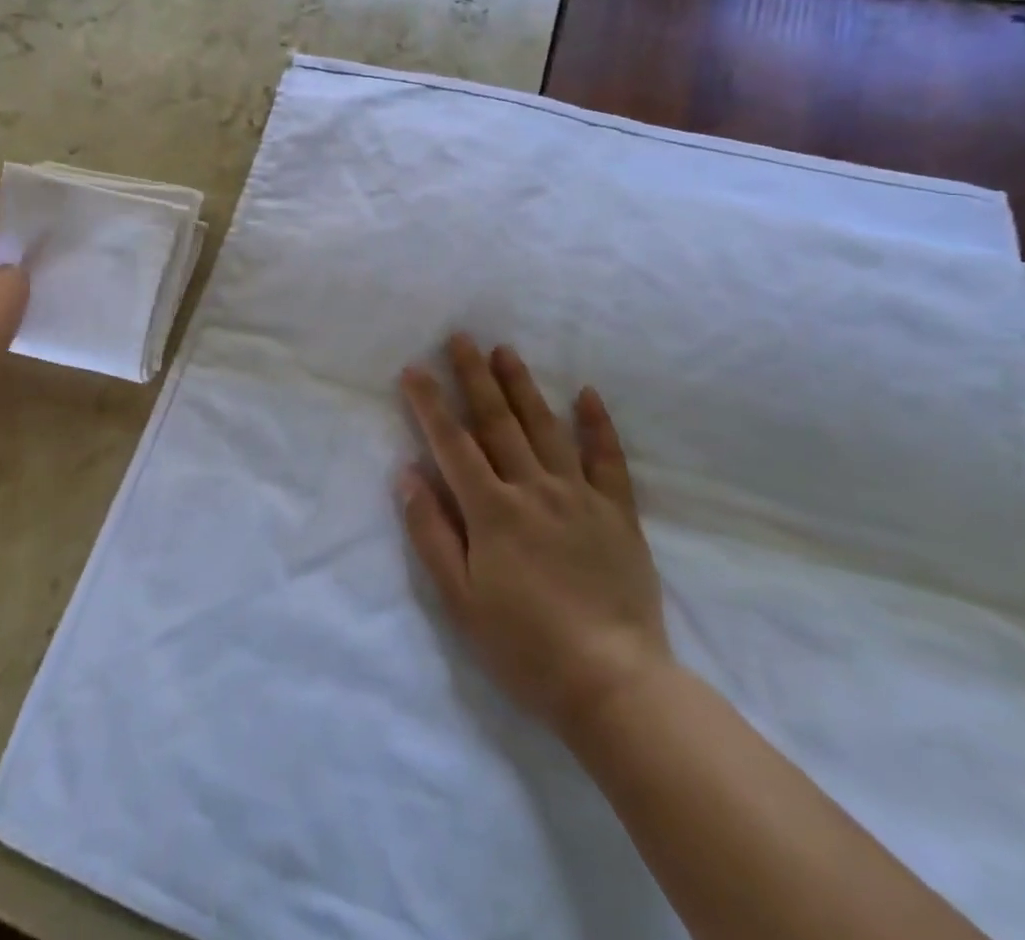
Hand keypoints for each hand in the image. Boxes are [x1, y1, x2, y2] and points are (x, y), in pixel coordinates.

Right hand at [397, 335, 672, 749]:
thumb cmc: (524, 646)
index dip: (430, 404)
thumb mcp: (460, 599)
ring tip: (506, 351)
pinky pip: (608, 459)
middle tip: (461, 338)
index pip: (452, 444)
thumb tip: (407, 474)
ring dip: (523, 386)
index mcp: (492, 511)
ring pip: (546, 428)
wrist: (614, 685)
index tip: (414, 369)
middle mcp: (533, 490)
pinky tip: (587, 394)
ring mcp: (580, 497)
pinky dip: (597, 425)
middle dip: (474, 377)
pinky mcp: (618, 514)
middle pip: (498, 423)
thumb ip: (431, 532)